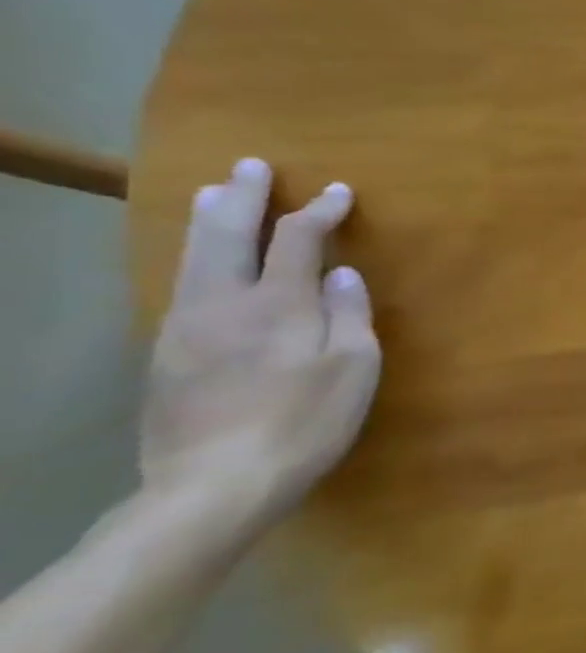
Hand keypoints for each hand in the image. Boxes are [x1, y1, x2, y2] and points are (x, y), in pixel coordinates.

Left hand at [138, 157, 380, 532]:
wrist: (213, 486)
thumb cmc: (304, 421)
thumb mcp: (353, 367)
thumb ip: (348, 314)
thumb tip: (342, 274)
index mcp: (276, 304)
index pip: (297, 239)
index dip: (320, 211)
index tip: (340, 192)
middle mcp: (223, 304)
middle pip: (227, 235)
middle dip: (243, 197)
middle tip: (251, 166)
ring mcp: (185, 328)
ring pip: (192, 257)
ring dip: (206, 220)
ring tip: (213, 193)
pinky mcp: (165, 356)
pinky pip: (181, 287)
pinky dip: (193, 257)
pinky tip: (200, 260)